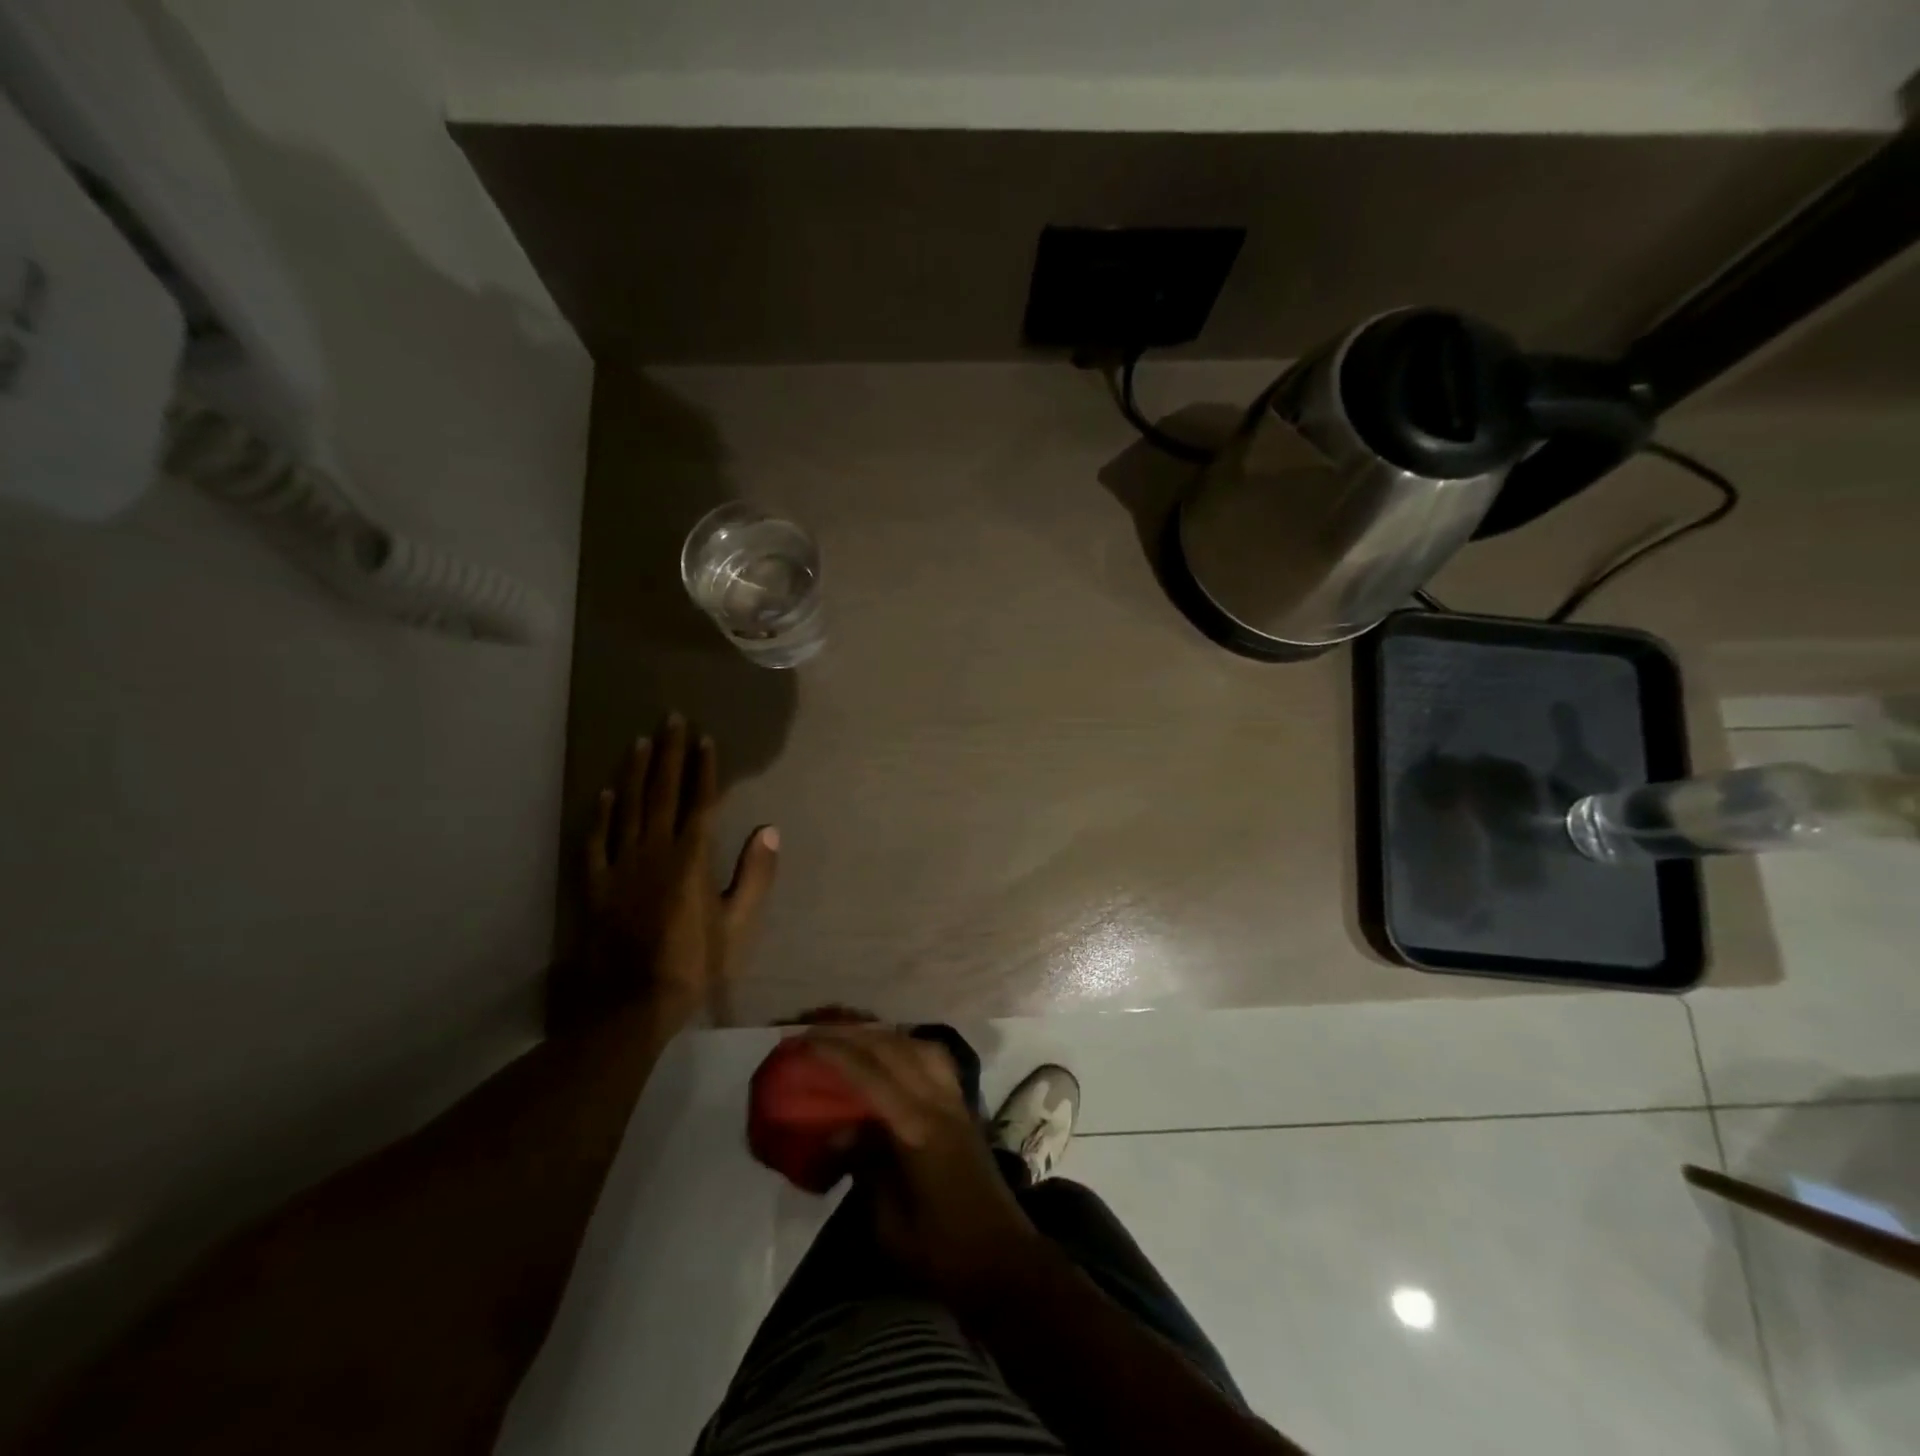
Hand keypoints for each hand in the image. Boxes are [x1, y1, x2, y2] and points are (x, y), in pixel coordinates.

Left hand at [554, 715, 779, 1036]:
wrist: (632, 1003)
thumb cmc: (694, 963)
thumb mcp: (738, 923)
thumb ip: (755, 875)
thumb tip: (769, 829)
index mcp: (692, 858)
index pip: (700, 802)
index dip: (704, 769)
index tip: (705, 738)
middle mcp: (655, 851)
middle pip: (664, 793)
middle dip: (671, 754)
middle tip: (671, 719)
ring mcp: (621, 865)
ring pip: (629, 808)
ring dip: (637, 772)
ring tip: (641, 741)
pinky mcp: (596, 885)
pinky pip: (597, 841)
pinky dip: (602, 815)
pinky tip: (605, 793)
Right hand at [803, 1025, 1044, 1300]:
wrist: (1003, 1260)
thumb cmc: (941, 1251)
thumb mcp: (889, 1223)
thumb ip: (864, 1168)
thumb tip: (837, 1131)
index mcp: (917, 1129)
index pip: (871, 1075)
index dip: (837, 1052)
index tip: (806, 1038)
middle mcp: (938, 1102)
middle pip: (894, 1049)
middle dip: (855, 1033)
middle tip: (820, 1028)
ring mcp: (955, 1100)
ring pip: (918, 1046)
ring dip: (883, 1034)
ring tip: (852, 1034)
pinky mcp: (963, 1106)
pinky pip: (935, 1059)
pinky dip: (909, 1045)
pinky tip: (893, 1052)